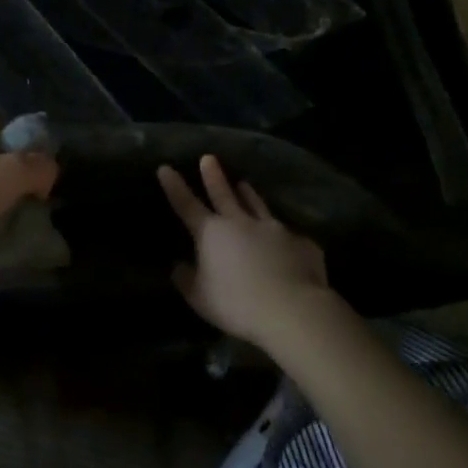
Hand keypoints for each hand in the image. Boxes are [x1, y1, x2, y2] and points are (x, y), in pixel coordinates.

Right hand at [158, 154, 331, 345]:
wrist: (293, 310)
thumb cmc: (237, 304)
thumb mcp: (199, 298)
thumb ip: (186, 279)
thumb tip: (177, 266)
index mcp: (212, 233)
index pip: (186, 205)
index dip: (175, 186)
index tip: (166, 168)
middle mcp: (241, 223)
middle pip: (224, 194)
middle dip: (213, 176)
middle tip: (209, 158)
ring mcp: (274, 229)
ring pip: (258, 205)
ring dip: (249, 194)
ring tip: (244, 184)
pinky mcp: (302, 243)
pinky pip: (289, 236)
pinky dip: (283, 235)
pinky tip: (286, 240)